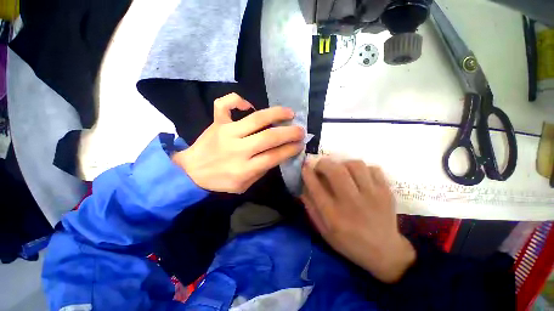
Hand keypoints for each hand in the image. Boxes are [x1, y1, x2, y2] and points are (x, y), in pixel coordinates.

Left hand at [172, 93, 303, 193]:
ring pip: (255, 119)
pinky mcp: (216, 123)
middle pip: (269, 137)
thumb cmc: (220, 181)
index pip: (274, 156)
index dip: (290, 149)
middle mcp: (238, 149)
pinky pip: (224, 104)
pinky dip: (238, 100)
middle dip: (289, 133)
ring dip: (276, 114)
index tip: (300, 144)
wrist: (190, 172)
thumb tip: (278, 153)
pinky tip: (249, 105)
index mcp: (244, 168)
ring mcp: (226, 133)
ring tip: (289, 113)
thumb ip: (262, 170)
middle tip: (300, 130)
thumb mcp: (244, 185)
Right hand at [301, 157, 415, 282]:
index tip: (305, 166)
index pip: (315, 187)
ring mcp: (372, 196)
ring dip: (343, 164)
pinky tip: (359, 177)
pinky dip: (363, 169)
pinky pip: (373, 169)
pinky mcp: (386, 192)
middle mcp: (351, 204)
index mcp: (333, 216)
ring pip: (355, 165)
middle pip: (335, 171)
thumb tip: (303, 186)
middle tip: (321, 166)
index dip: (308, 173)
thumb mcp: (323, 230)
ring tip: (341, 171)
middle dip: (324, 163)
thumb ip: (311, 207)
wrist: (384, 252)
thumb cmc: (348, 242)